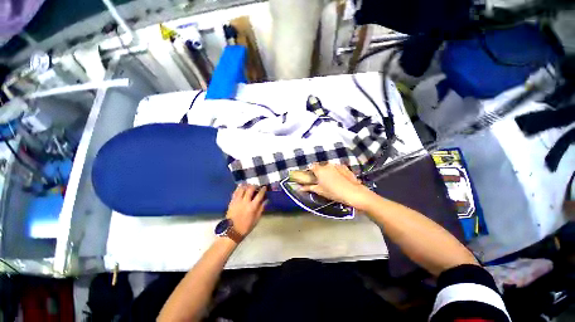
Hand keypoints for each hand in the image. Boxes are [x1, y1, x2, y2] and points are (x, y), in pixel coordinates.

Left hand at [226, 185, 267, 236]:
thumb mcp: (256, 219)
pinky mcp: (231, 202)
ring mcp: (237, 201)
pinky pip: (235, 192)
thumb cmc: (246, 226)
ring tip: (249, 185)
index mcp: (252, 207)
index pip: (259, 195)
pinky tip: (241, 187)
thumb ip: (261, 209)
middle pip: (250, 189)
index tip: (264, 187)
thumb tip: (265, 200)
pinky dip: (239, 188)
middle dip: (254, 186)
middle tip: (256, 186)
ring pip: (242, 189)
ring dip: (246, 185)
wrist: (231, 232)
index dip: (263, 190)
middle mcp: (245, 202)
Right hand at [301, 163, 372, 209]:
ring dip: (328, 171)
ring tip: (332, 181)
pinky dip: (336, 171)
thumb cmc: (333, 192)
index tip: (311, 177)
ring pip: (329, 167)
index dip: (310, 171)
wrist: (353, 193)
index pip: (311, 166)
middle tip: (321, 181)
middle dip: (319, 172)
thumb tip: (300, 188)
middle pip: (320, 166)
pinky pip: (337, 168)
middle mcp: (327, 165)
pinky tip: (339, 179)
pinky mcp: (344, 167)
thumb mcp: (320, 191)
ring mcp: (337, 165)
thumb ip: (309, 187)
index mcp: (320, 170)